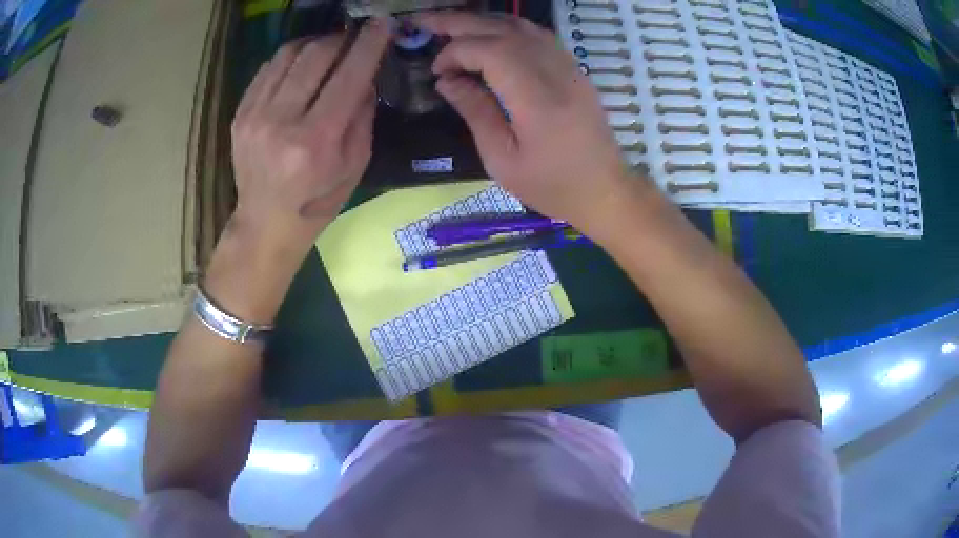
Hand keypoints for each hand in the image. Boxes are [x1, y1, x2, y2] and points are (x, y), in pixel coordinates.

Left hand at [204, 20, 389, 322]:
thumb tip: (364, 74)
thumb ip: (362, 114)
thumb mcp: (355, 165)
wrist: (265, 223)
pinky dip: (290, 58)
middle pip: (316, 55)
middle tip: (354, 39)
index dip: (368, 44)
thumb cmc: (317, 201)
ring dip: (315, 43)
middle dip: (341, 39)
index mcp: (316, 141)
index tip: (380, 24)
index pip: (348, 75)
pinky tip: (301, 67)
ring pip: (289, 54)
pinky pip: (268, 69)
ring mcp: (255, 116)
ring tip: (328, 49)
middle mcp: (282, 122)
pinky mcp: (240, 114)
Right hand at [414, 11, 639, 235]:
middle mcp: (556, 72)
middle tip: (425, 21)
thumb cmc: (552, 185)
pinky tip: (489, 34)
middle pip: (503, 30)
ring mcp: (570, 66)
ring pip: (522, 26)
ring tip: (451, 24)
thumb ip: (475, 112)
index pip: (490, 51)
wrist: (604, 190)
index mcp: (537, 99)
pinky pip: (537, 35)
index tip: (437, 71)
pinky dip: (507, 28)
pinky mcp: (574, 68)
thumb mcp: (502, 160)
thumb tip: (445, 80)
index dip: (456, 52)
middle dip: (459, 22)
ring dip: (483, 20)